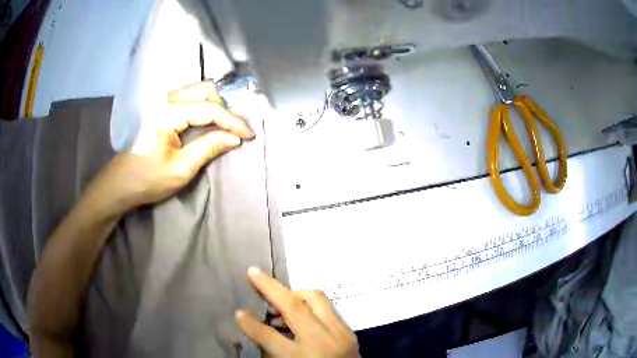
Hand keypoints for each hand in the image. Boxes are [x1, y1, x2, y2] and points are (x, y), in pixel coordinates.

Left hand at [88, 81, 254, 213]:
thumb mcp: (180, 169)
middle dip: (222, 108)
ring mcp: (159, 102)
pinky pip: (186, 98)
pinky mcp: (157, 108)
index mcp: (166, 113)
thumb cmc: (147, 180)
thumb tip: (234, 138)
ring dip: (212, 106)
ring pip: (195, 91)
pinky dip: (200, 107)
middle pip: (203, 88)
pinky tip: (202, 124)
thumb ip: (209, 148)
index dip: (232, 121)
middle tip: (229, 131)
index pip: (208, 109)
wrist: (118, 185)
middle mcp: (163, 99)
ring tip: (218, 128)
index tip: (249, 136)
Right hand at [236, 267, 359, 357]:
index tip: (238, 312)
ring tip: (279, 297)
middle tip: (254, 273)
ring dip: (294, 294)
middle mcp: (322, 342)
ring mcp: (340, 334)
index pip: (270, 337)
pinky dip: (310, 304)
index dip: (251, 324)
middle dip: (271, 287)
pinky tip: (300, 311)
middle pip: (295, 308)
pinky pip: (328, 307)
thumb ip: (272, 349)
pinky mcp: (350, 331)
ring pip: (316, 299)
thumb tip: (256, 327)